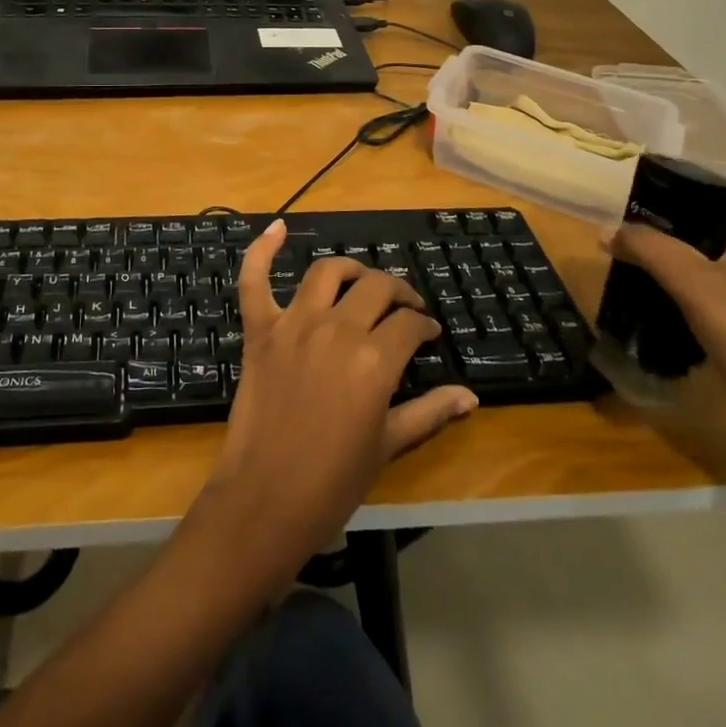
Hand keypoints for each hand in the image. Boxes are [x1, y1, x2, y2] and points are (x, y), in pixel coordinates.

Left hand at [198, 220, 477, 576]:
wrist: (266, 499)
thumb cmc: (333, 481)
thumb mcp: (388, 446)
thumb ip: (429, 412)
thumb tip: (470, 396)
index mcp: (374, 360)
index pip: (409, 323)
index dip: (424, 324)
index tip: (429, 332)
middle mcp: (336, 329)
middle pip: (375, 288)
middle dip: (397, 292)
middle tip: (404, 306)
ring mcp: (293, 324)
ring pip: (326, 273)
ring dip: (349, 269)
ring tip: (361, 279)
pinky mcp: (259, 329)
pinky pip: (255, 279)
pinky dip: (262, 250)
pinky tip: (276, 227)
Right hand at [605, 214, 725, 457]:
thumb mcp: (692, 282)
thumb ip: (647, 247)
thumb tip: (606, 230)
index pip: (697, 198)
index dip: (657, 200)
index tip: (619, 213)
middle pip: (691, 229)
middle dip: (652, 235)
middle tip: (614, 244)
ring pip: (693, 260)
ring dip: (660, 263)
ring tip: (623, 269)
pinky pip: (699, 289)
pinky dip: (672, 289)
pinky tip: (649, 300)